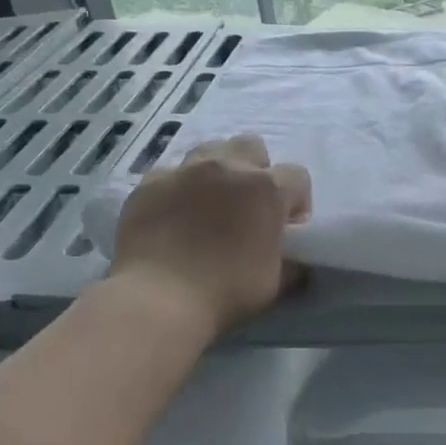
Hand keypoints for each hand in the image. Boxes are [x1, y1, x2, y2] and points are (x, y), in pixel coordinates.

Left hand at [109, 136, 311, 337]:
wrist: (158, 298)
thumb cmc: (226, 291)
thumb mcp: (275, 284)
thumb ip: (291, 264)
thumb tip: (295, 261)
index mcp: (266, 189)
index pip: (297, 177)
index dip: (297, 201)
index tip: (287, 228)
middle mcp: (227, 168)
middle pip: (252, 147)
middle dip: (256, 170)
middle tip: (248, 207)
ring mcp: (184, 171)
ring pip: (209, 150)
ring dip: (217, 172)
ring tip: (210, 204)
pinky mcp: (148, 183)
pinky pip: (170, 174)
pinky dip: (177, 189)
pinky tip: (173, 215)